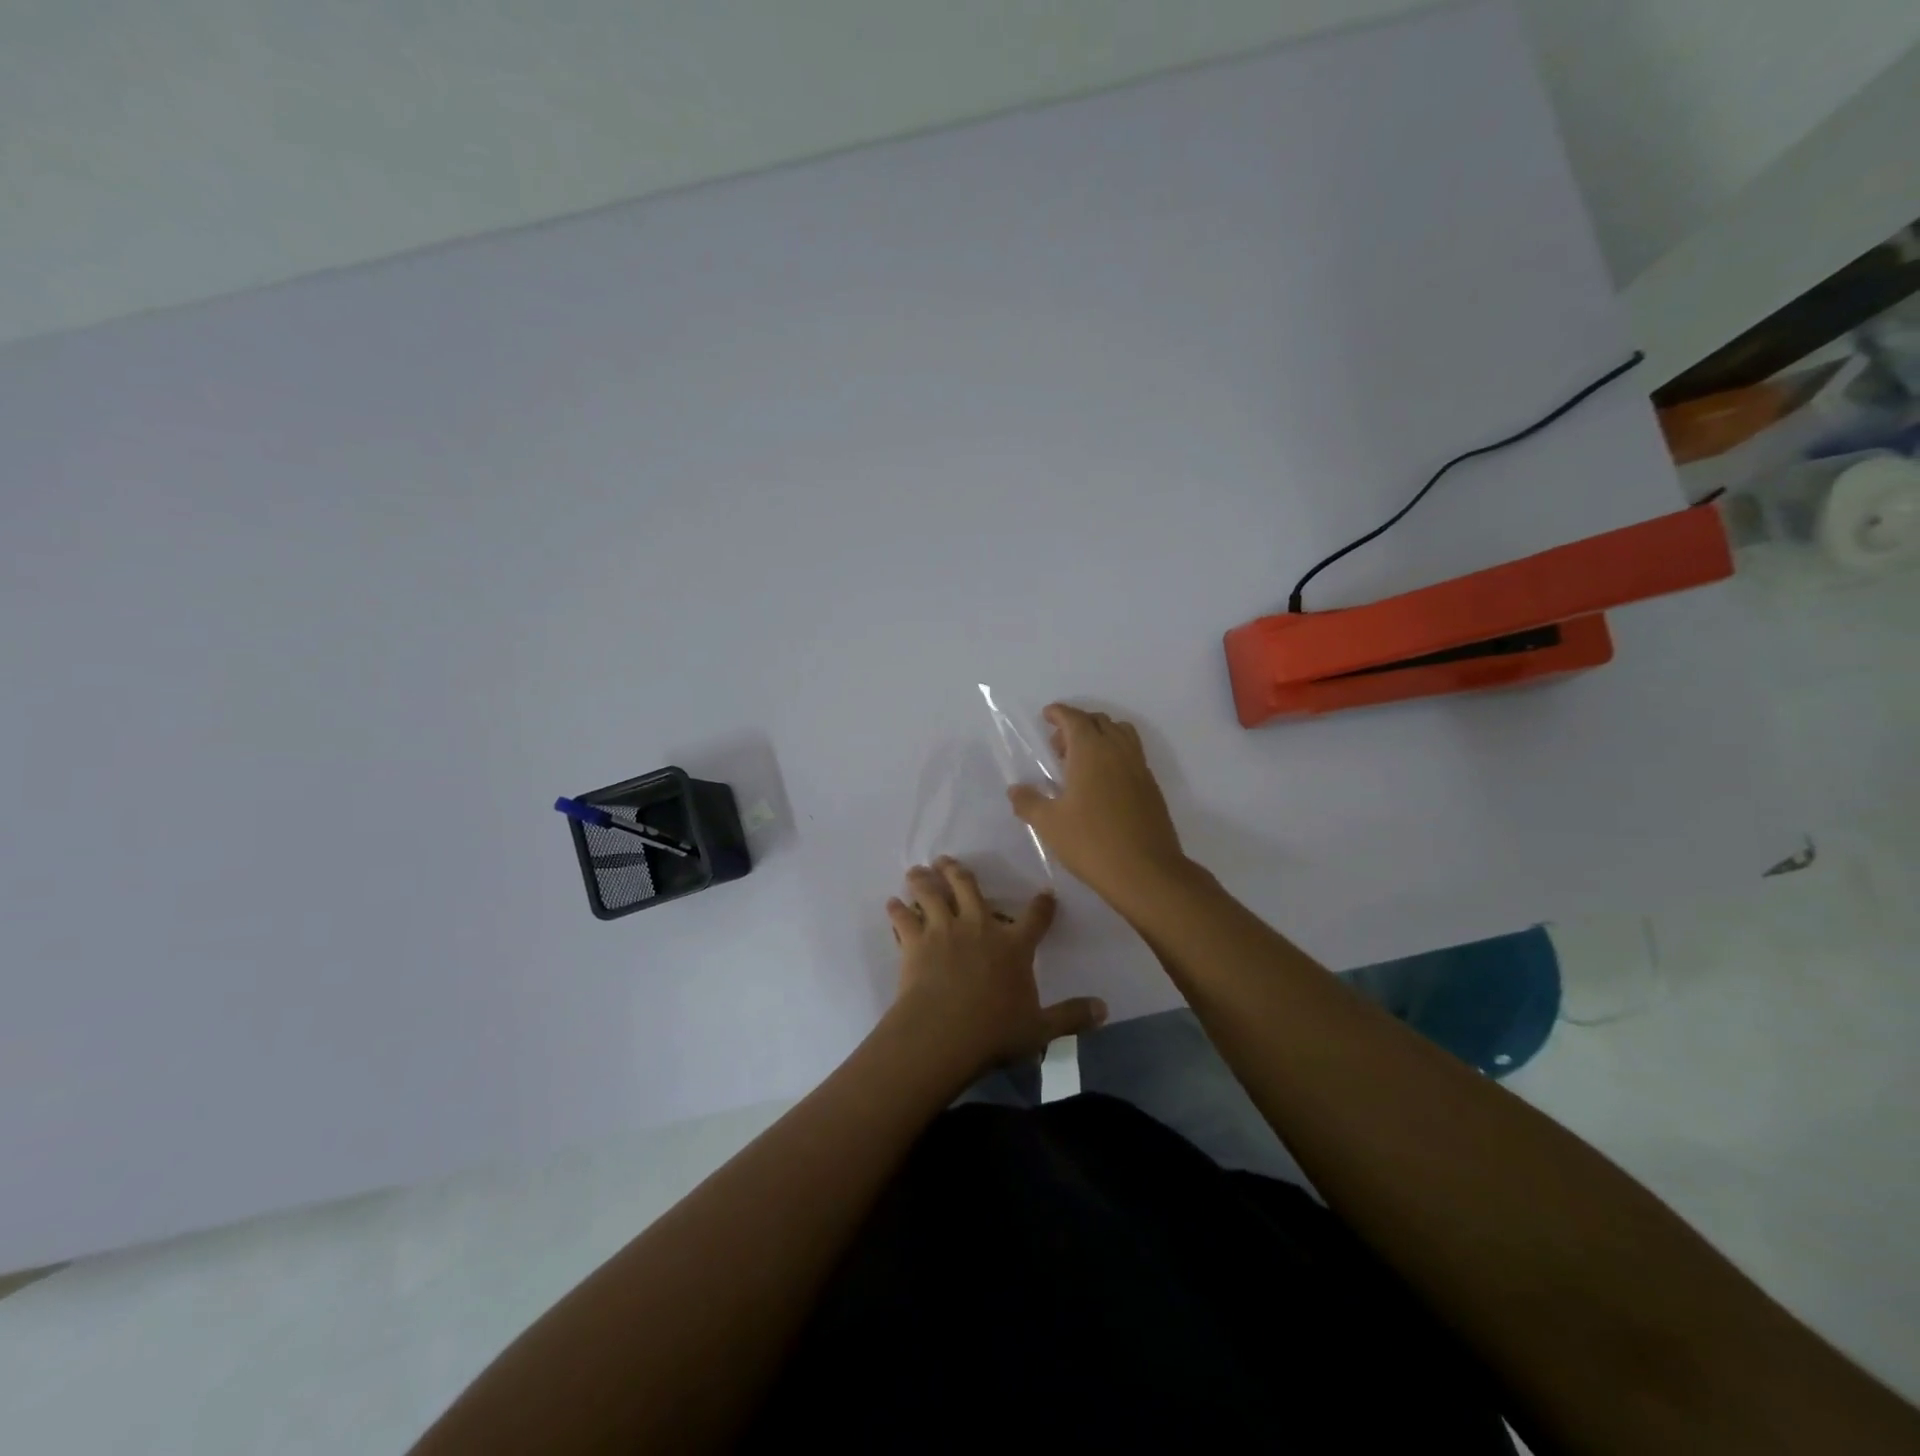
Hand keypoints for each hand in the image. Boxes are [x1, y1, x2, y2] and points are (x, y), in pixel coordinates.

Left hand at [885, 858, 1105, 1081]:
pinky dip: (897, 909)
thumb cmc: (994, 1031)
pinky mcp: (914, 942)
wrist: (943, 1034)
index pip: (1035, 917)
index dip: (1042, 904)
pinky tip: (892, 903)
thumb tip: (1105, 1010)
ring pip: (932, 893)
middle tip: (948, 861)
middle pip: (969, 888)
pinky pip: (903, 918)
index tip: (1045, 894)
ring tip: (918, 870)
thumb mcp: (1041, 1029)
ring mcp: (944, 930)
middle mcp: (979, 926)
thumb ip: (1071, 1016)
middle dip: (959, 872)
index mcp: (1014, 945)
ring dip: (925, 879)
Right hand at [1008, 704, 1189, 907]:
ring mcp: (1139, 768)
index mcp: (1091, 751)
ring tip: (1082, 761)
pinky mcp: (1151, 787)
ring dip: (1100, 736)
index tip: (1047, 715)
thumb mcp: (1049, 824)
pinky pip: (1132, 755)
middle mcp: (1118, 751)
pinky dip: (1115, 754)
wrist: (1146, 872)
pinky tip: (1102, 783)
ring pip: (1121, 734)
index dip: (1059, 713)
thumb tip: (1015, 790)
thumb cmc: (1091, 843)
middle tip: (1058, 746)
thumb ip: (1029, 802)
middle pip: (1100, 721)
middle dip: (1078, 724)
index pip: (1075, 718)